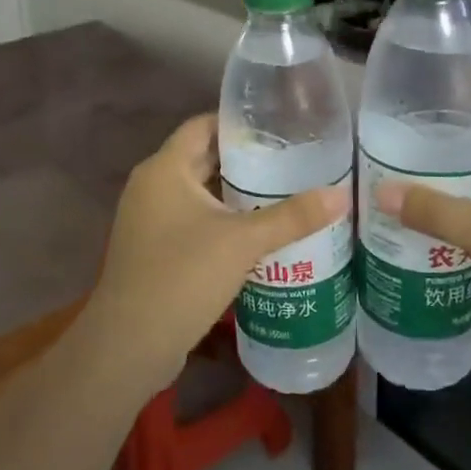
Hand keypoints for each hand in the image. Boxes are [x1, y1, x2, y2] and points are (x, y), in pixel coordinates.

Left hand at [83, 114, 349, 392]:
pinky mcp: (154, 250)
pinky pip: (193, 221)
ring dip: (235, 193)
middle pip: (202, 158)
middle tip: (293, 160)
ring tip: (285, 192)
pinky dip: (222, 220)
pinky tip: (258, 233)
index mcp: (164, 169)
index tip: (279, 125)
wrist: (129, 346)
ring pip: (199, 193)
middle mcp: (151, 186)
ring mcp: (149, 220)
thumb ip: (292, 217)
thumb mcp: (243, 242)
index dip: (238, 122)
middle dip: (245, 160)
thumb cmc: (182, 277)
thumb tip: (341, 195)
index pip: (203, 126)